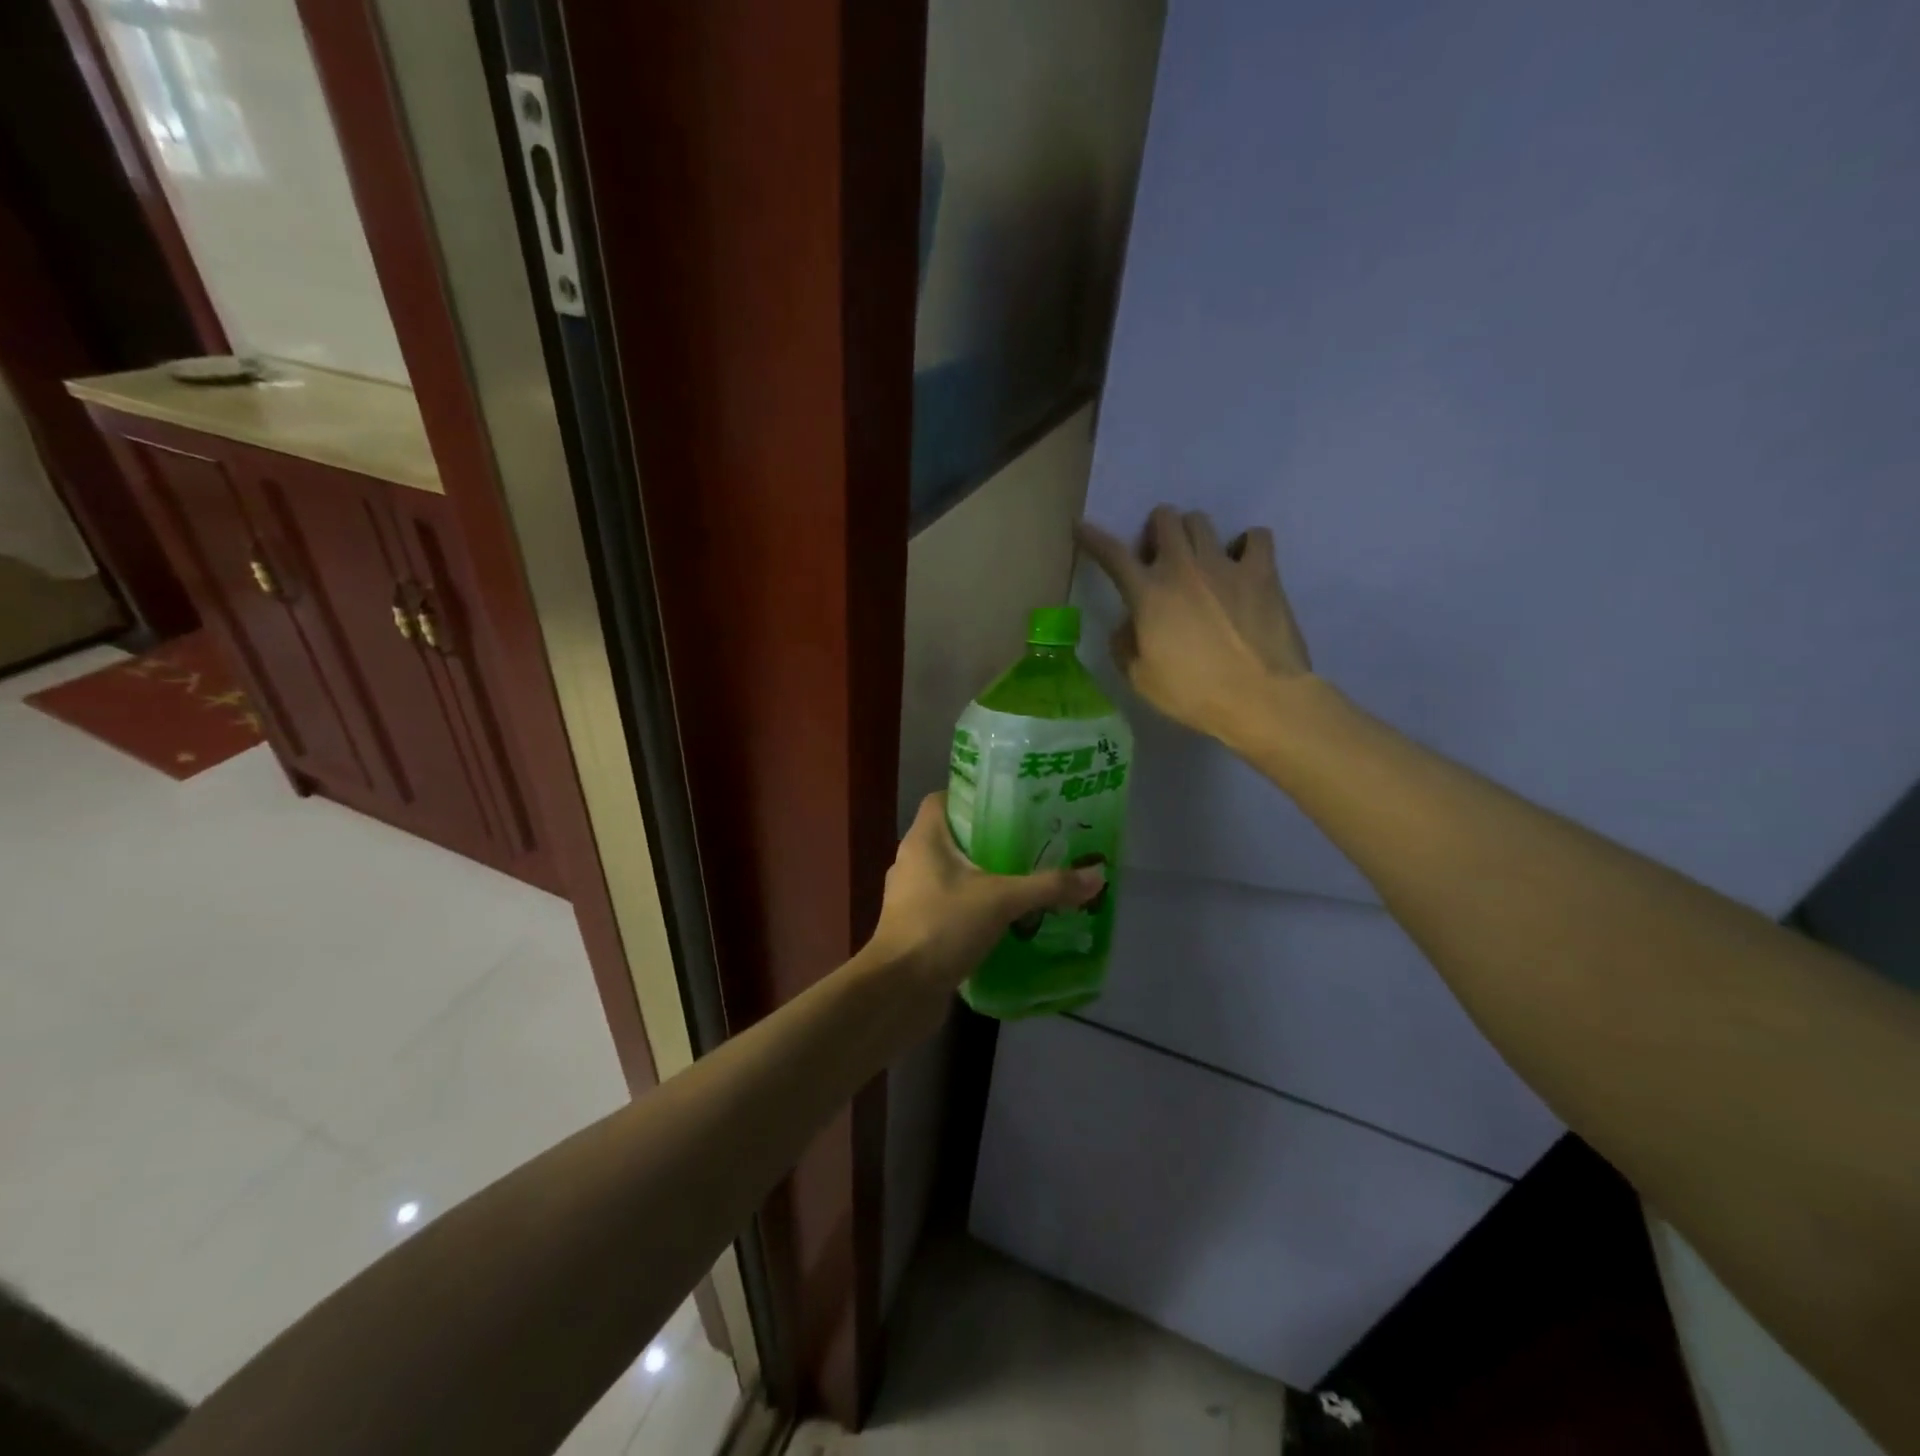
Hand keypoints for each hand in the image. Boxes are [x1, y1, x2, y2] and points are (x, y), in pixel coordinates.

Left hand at [867, 793, 1104, 1026]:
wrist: (899, 991)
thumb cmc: (942, 927)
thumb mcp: (1002, 900)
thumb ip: (1048, 886)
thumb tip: (1097, 874)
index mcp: (923, 839)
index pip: (943, 799)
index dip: (973, 796)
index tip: (1009, 803)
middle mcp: (912, 861)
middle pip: (953, 837)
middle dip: (989, 839)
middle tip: (1030, 841)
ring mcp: (911, 896)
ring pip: (952, 874)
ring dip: (983, 876)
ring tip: (1024, 878)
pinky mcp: (917, 926)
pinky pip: (950, 905)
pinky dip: (974, 907)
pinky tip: (1006, 918)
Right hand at [1076, 505, 1313, 745]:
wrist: (1260, 698)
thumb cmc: (1193, 694)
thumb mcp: (1140, 679)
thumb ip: (1125, 645)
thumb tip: (1127, 624)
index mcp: (1148, 593)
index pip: (1112, 554)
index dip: (1093, 538)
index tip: (1082, 527)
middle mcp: (1183, 567)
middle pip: (1164, 519)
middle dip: (1155, 531)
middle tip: (1158, 558)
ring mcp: (1225, 565)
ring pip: (1201, 521)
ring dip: (1192, 534)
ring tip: (1198, 560)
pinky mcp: (1263, 572)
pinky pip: (1256, 536)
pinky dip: (1246, 544)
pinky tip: (1243, 563)